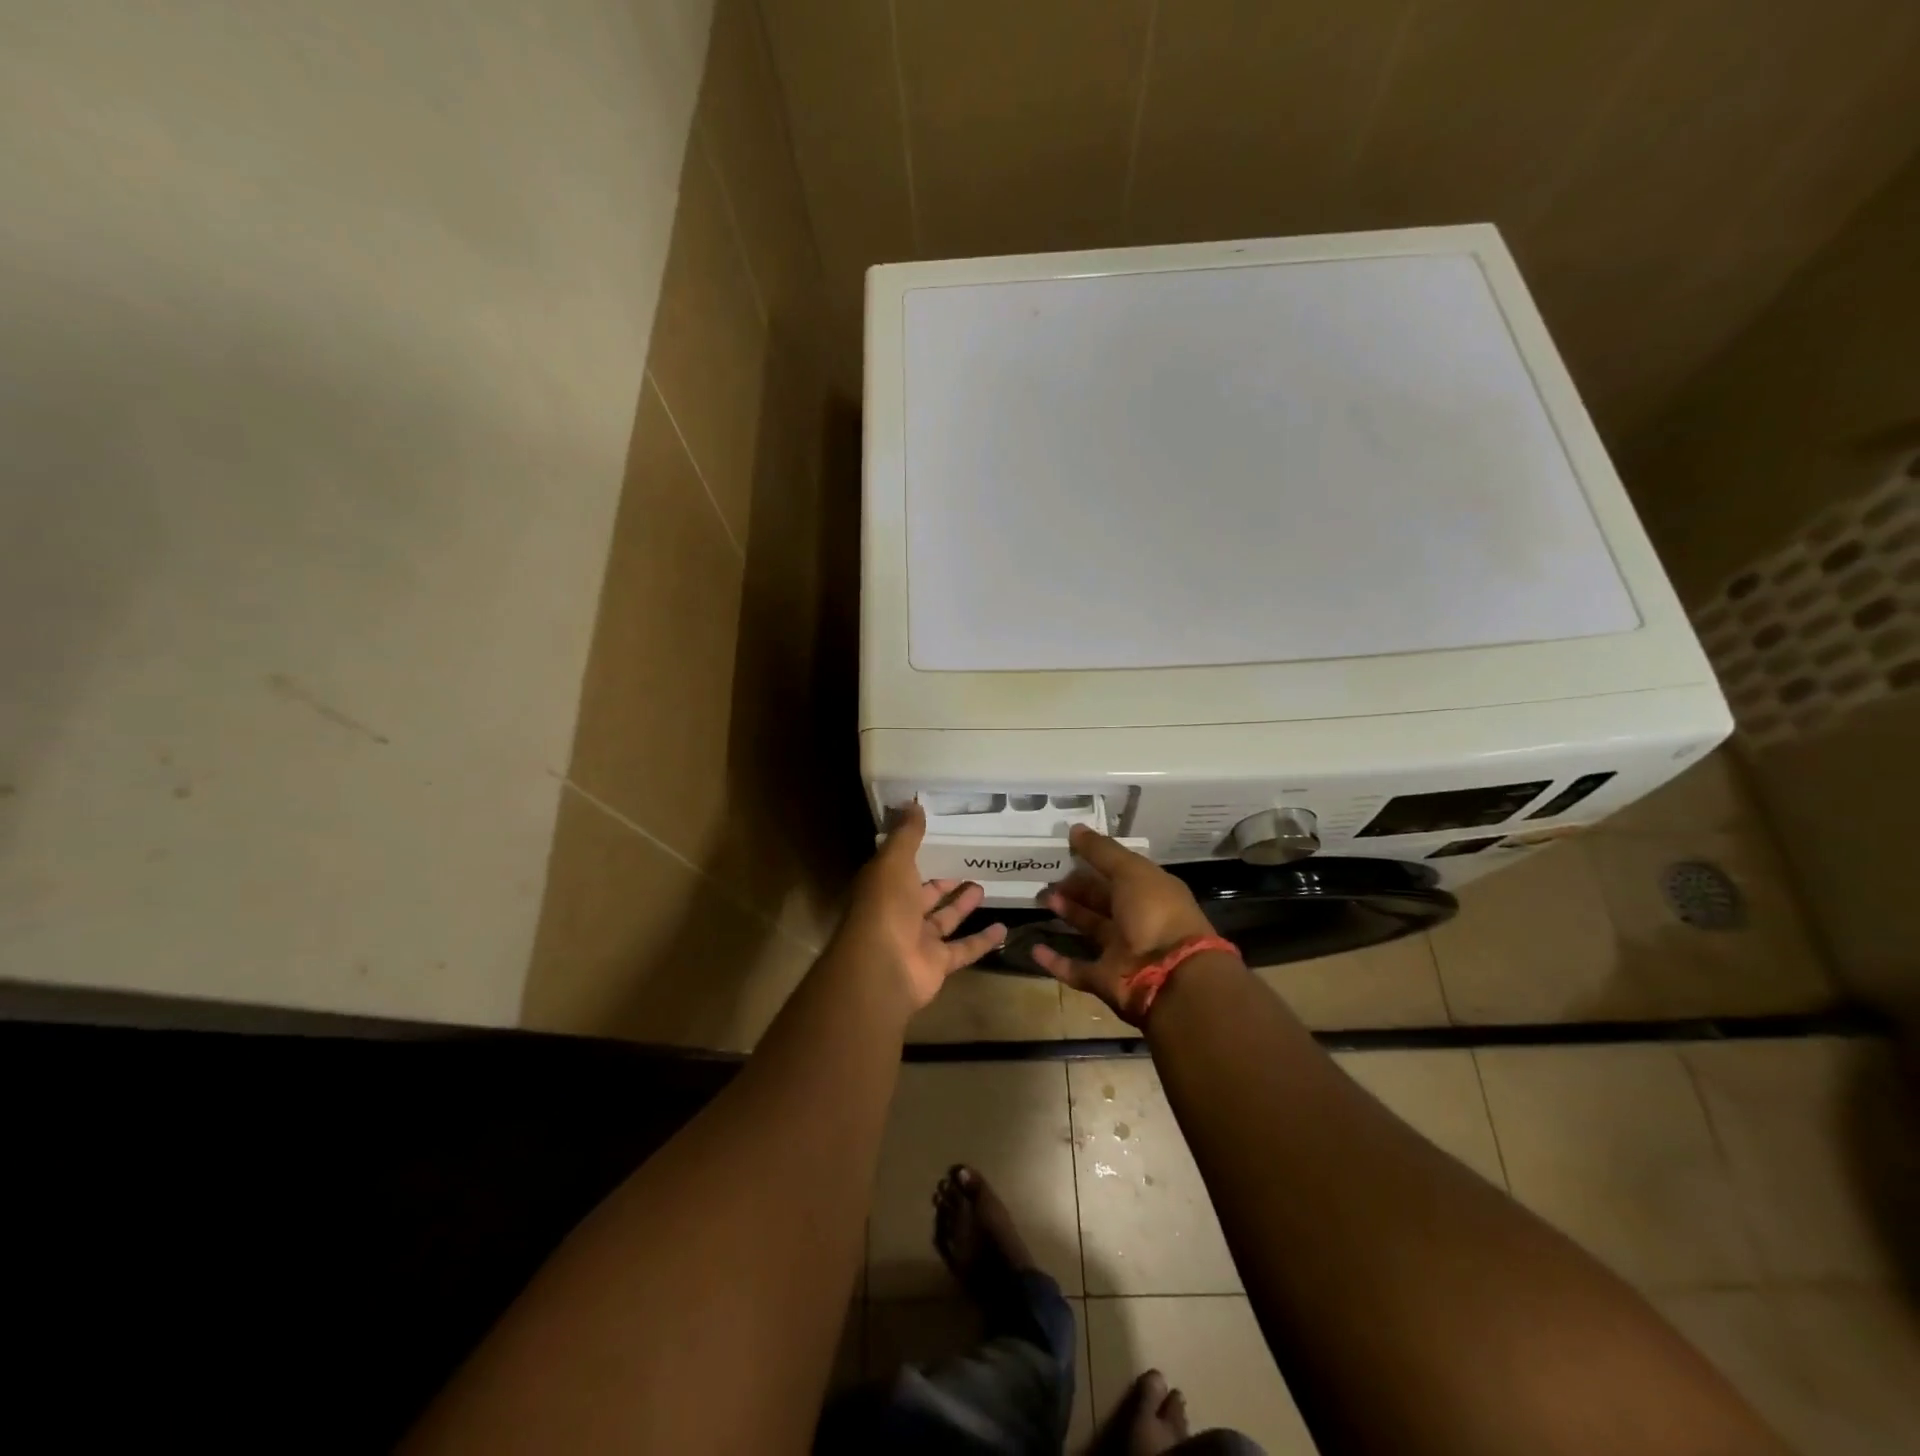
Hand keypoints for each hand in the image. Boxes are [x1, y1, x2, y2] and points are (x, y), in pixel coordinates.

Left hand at [836, 804, 1007, 1011]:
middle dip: (944, 879)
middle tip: (969, 860)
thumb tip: (913, 803)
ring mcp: (918, 940)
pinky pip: (963, 949)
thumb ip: (906, 835)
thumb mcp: (894, 861)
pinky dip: (982, 941)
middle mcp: (898, 912)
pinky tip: (1004, 928)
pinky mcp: (937, 964)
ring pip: (945, 919)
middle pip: (924, 892)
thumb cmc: (886, 907)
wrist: (883, 968)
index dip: (919, 851)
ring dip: (963, 904)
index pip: (901, 865)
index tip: (943, 835)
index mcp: (884, 886)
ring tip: (985, 885)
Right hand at [1032, 826, 1217, 1025]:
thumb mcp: (1131, 871)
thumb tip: (1075, 828)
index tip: (1066, 850)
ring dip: (1067, 914)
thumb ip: (1101, 851)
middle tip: (1048, 877)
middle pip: (1103, 900)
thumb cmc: (1155, 913)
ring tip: (1042, 899)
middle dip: (1076, 887)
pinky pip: (1075, 968)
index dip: (1095, 861)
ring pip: (1090, 928)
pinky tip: (1034, 948)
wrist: (1169, 976)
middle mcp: (1138, 920)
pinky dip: (1055, 961)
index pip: (1120, 872)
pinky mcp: (1105, 979)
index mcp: (1150, 893)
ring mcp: (1122, 951)